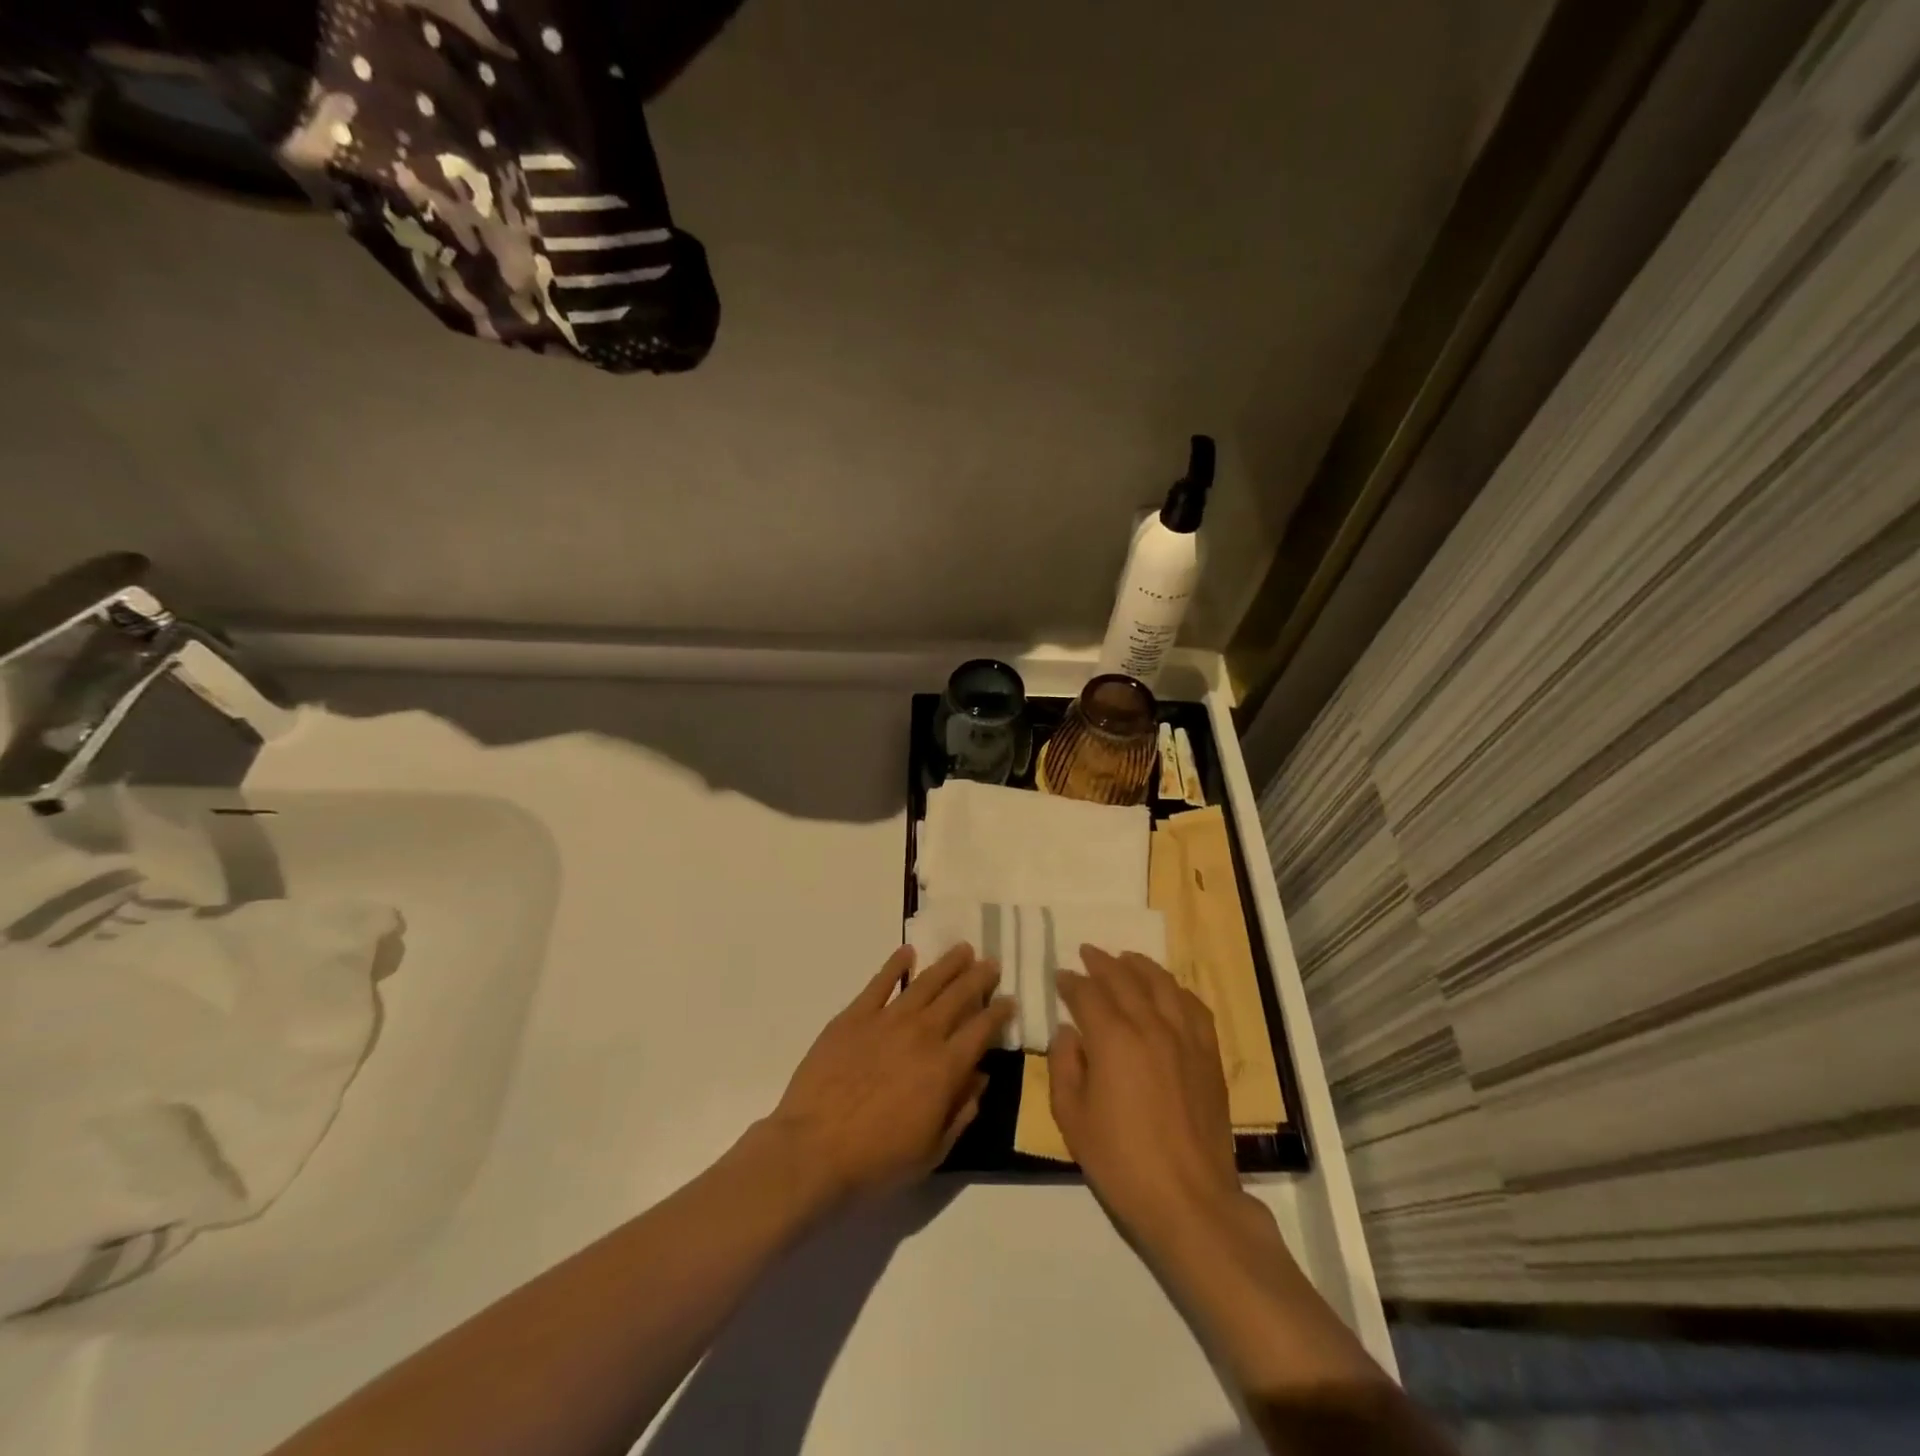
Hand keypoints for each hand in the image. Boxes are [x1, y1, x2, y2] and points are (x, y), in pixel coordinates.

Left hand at [769, 943, 1011, 1207]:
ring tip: (962, 949)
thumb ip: (961, 1112)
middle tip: (991, 963)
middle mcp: (922, 1034)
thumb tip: (980, 1078)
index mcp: (946, 1067)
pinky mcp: (854, 1016)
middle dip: (979, 977)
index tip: (1010, 999)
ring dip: (947, 964)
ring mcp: (887, 1020)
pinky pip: (880, 982)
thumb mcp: (931, 1151)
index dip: (999, 1012)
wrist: (813, 1149)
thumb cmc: (876, 1160)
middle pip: (958, 996)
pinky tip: (907, 952)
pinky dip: (895, 964)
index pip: (982, 1030)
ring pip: (925, 982)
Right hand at [1049, 948, 1241, 1247]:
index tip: (1061, 975)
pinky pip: (1193, 1006)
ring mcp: (1185, 1037)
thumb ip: (1064, 1066)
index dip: (1071, 982)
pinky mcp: (1209, 1054)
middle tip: (1087, 953)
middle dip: (1102, 962)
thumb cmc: (1121, 1162)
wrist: (1189, 1199)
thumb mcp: (1072, 1118)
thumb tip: (1069, 1032)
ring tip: (1125, 958)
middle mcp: (1150, 1025)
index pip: (1088, 994)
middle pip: (1124, 979)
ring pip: (1162, 984)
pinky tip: (1168, 990)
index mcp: (1113, 1039)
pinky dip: (1176, 990)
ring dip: (1140, 966)